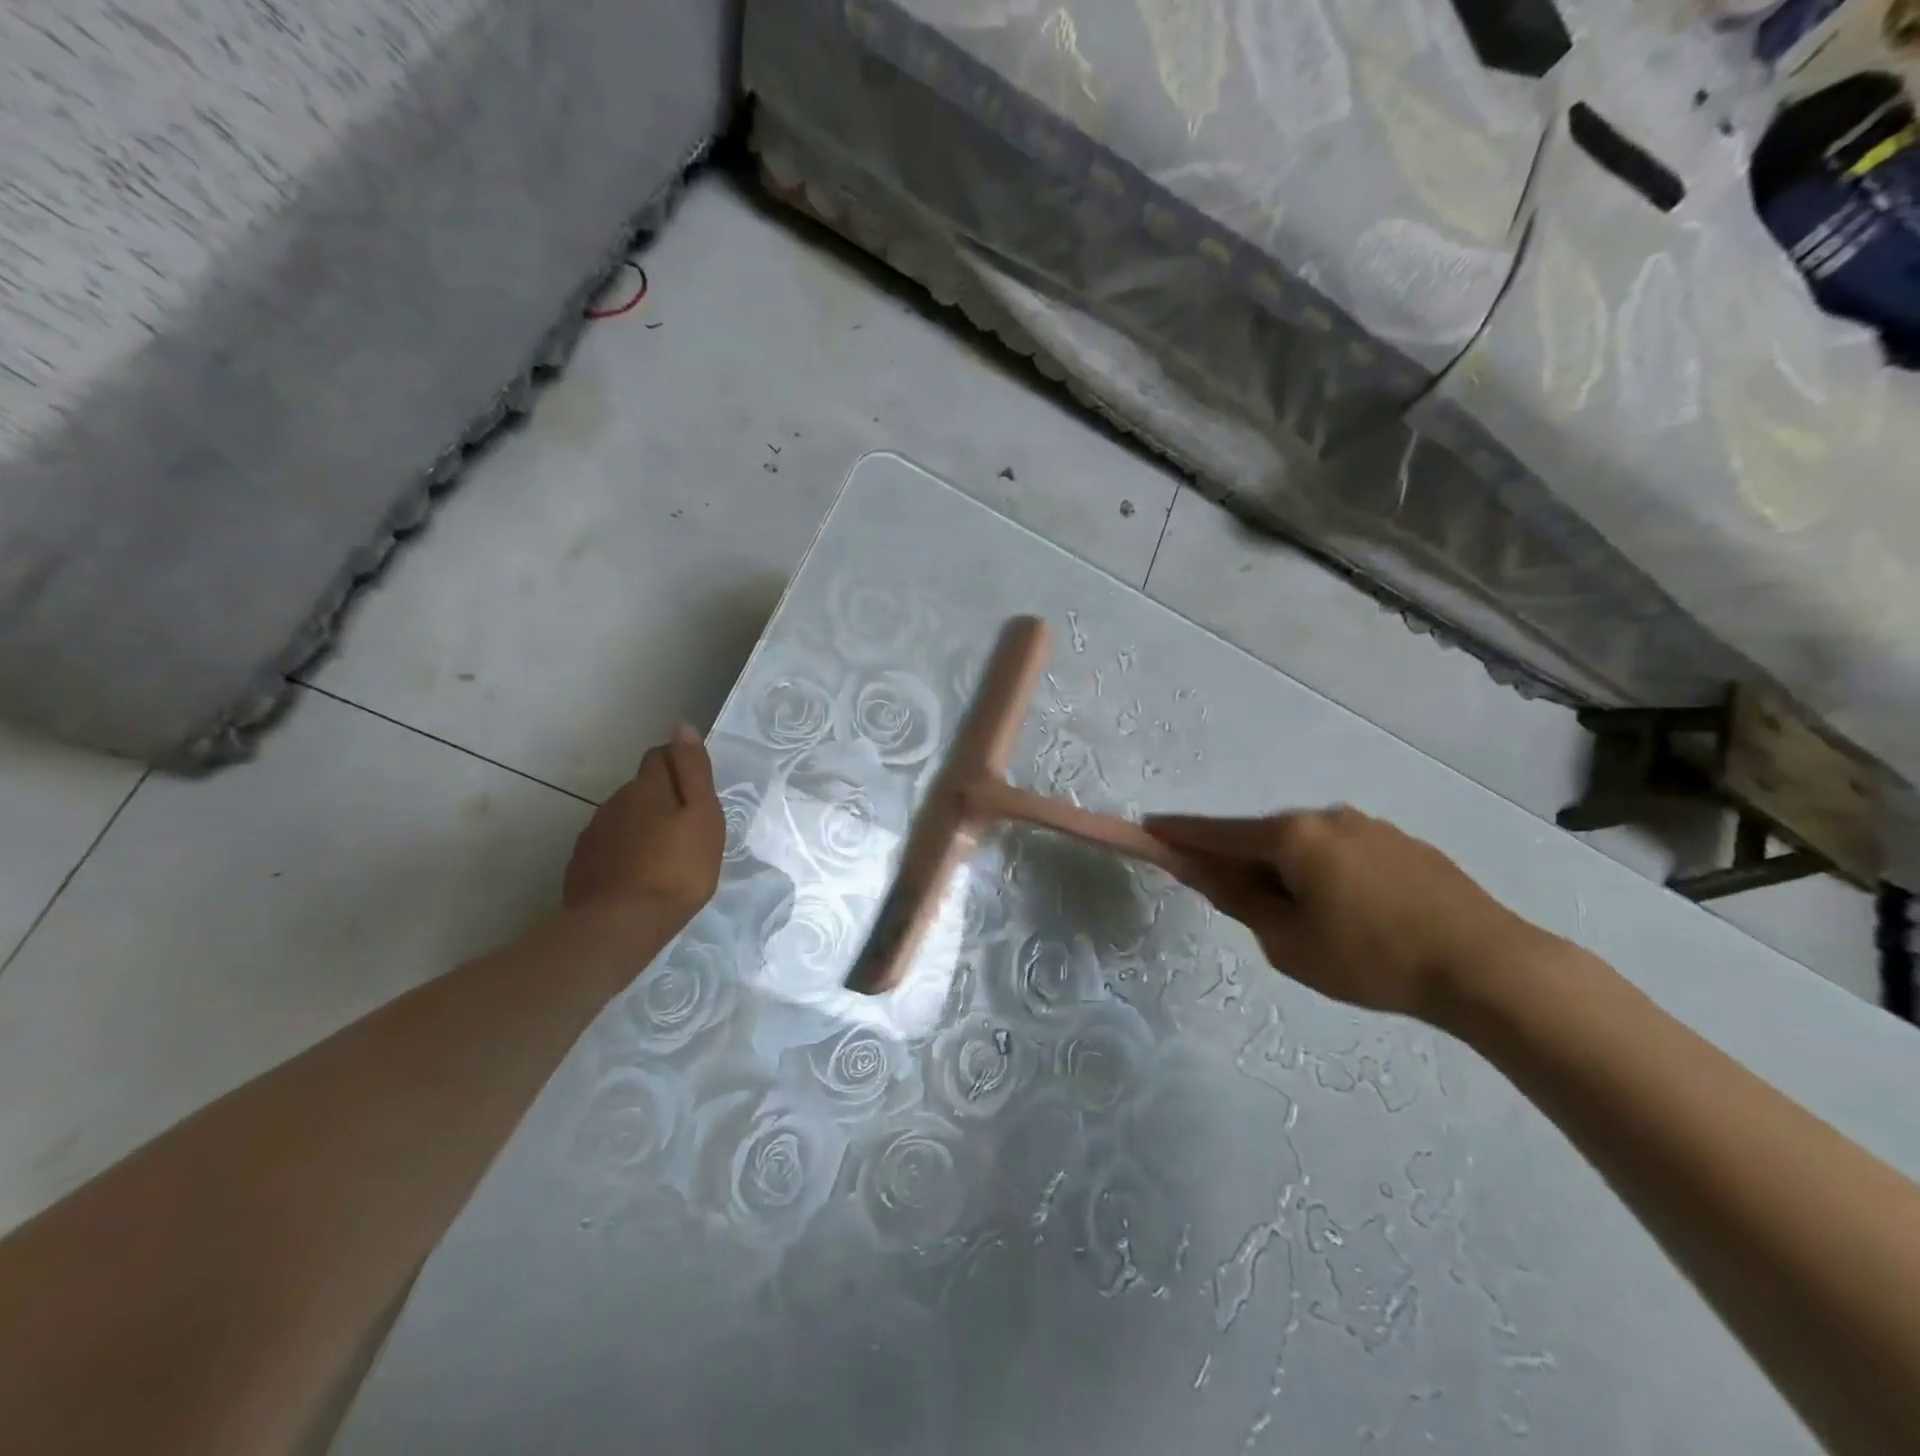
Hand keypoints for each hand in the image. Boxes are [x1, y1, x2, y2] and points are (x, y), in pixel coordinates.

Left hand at [564, 725, 723, 930]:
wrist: (620, 925)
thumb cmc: (677, 869)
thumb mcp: (703, 816)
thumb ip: (694, 771)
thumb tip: (682, 726)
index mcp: (647, 787)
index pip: (660, 755)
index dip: (678, 763)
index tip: (696, 788)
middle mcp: (615, 801)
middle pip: (641, 787)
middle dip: (661, 798)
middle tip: (685, 828)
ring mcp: (593, 833)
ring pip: (622, 816)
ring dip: (641, 825)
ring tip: (662, 855)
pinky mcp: (581, 864)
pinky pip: (607, 846)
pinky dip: (623, 851)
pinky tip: (636, 875)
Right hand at [1146, 807, 1553, 1021]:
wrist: (1488, 967)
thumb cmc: (1372, 959)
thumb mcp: (1289, 943)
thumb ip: (1242, 901)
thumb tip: (1207, 873)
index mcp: (1292, 836)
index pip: (1218, 832)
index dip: (1179, 833)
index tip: (1149, 827)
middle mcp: (1326, 817)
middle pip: (1263, 838)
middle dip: (1244, 864)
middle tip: (1248, 908)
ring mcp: (1370, 826)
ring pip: (1306, 846)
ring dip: (1289, 871)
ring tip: (1313, 923)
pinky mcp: (1404, 844)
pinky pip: (1344, 853)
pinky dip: (1327, 873)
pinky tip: (1353, 914)